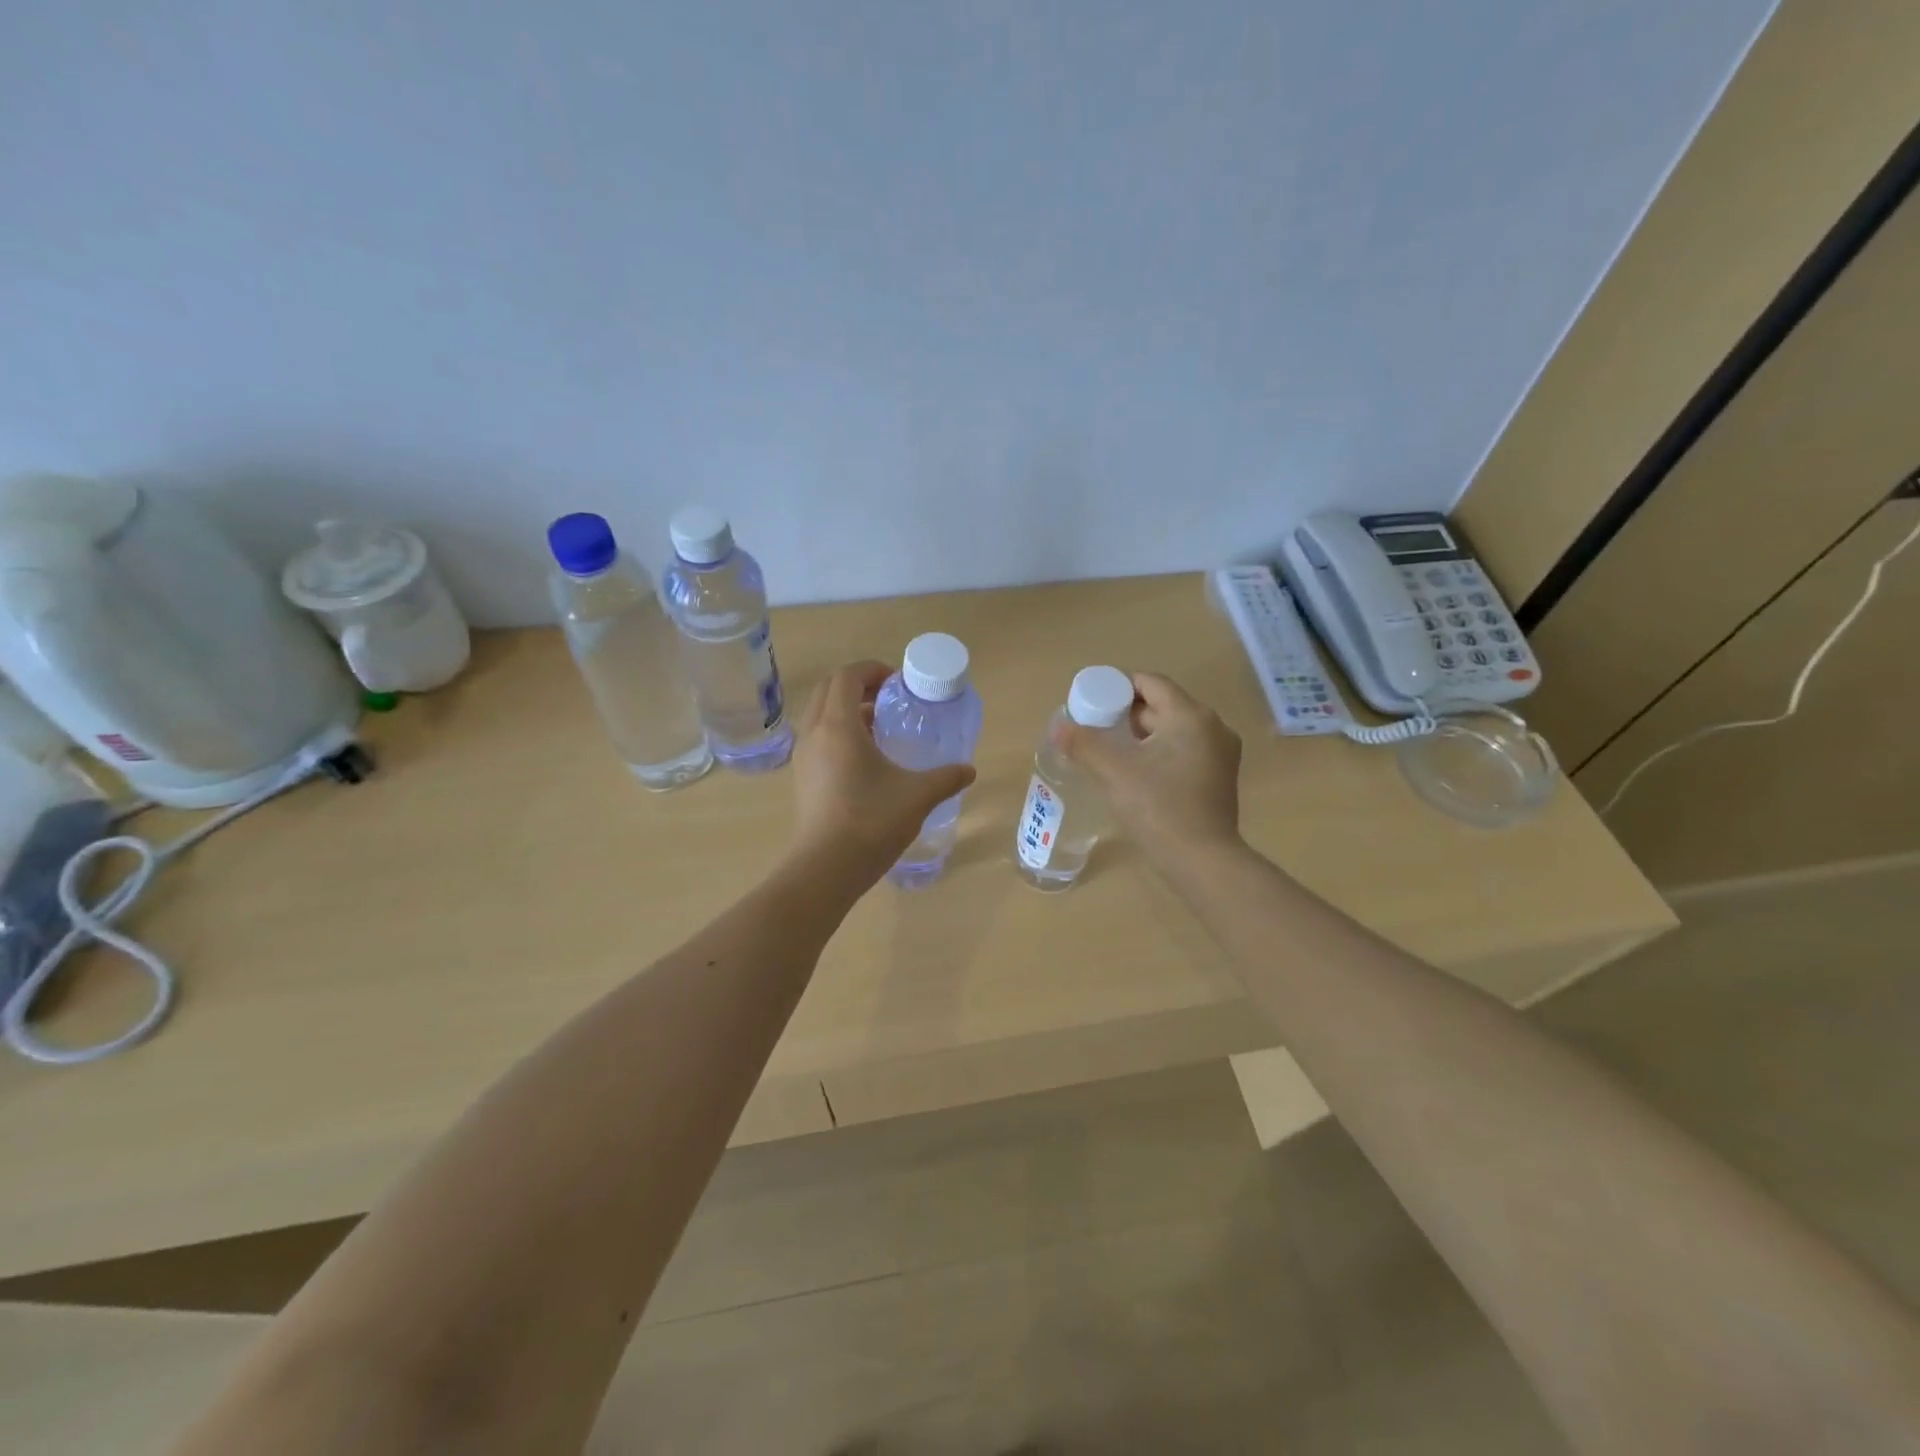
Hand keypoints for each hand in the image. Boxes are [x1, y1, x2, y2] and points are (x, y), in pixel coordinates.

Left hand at [789, 660, 976, 881]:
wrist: (826, 868)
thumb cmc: (871, 822)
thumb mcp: (918, 796)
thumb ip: (946, 778)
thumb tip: (969, 770)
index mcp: (838, 725)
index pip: (847, 676)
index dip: (872, 670)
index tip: (898, 683)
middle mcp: (814, 732)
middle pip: (829, 689)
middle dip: (858, 685)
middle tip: (889, 700)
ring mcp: (803, 756)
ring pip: (820, 714)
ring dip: (846, 710)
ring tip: (879, 728)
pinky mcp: (801, 777)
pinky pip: (817, 738)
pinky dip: (837, 733)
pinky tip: (865, 760)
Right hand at [1055, 671, 1241, 869]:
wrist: (1202, 861)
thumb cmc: (1159, 808)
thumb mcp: (1114, 772)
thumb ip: (1084, 744)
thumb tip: (1058, 727)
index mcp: (1191, 716)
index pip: (1151, 683)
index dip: (1118, 687)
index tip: (1092, 703)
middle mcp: (1213, 727)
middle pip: (1162, 705)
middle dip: (1127, 713)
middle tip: (1095, 727)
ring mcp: (1220, 754)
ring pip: (1173, 730)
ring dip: (1141, 734)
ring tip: (1110, 749)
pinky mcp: (1218, 777)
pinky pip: (1183, 750)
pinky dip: (1159, 752)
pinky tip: (1136, 771)